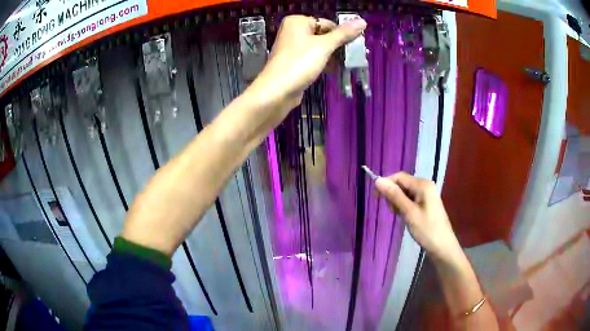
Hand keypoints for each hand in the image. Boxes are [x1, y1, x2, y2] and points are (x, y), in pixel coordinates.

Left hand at [248, 15, 366, 110]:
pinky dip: (324, 63)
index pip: (327, 23)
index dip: (342, 34)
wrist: (277, 91)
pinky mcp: (294, 62)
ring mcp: (292, 47)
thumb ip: (344, 34)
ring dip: (333, 56)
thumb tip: (362, 21)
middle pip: (324, 35)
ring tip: (348, 65)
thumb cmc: (300, 63)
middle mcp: (293, 31)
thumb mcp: (325, 46)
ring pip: (319, 48)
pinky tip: (335, 71)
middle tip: (354, 57)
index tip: (356, 47)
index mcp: (297, 22)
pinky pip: (313, 58)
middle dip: (339, 47)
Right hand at [375, 172, 461, 262]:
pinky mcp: (426, 203)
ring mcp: (427, 194)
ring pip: (405, 192)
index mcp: (422, 185)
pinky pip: (411, 199)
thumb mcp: (409, 213)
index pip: (399, 177)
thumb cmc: (427, 230)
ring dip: (398, 201)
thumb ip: (394, 196)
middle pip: (402, 183)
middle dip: (393, 194)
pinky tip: (405, 216)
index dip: (386, 184)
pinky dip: (404, 205)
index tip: (375, 198)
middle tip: (392, 211)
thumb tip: (378, 180)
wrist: (443, 246)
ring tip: (400, 216)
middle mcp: (425, 185)